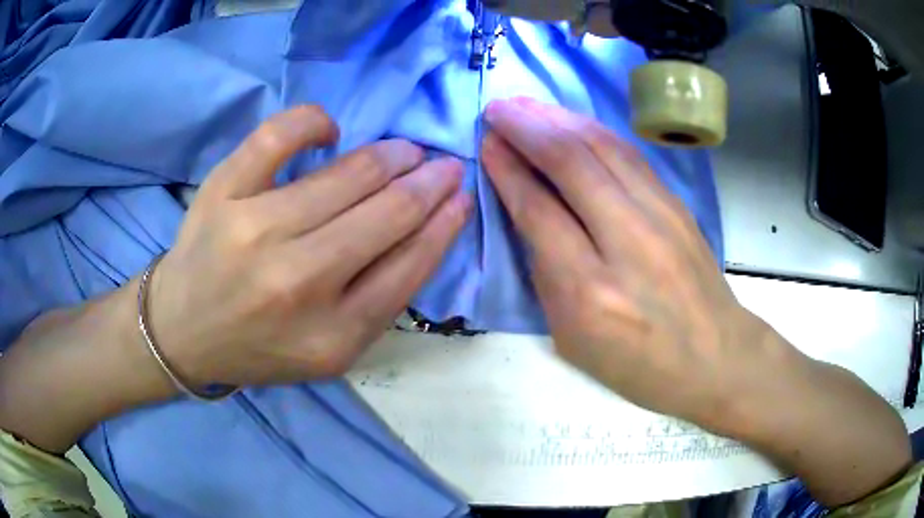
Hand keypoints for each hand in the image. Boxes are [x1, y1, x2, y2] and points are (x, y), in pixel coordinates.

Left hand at [151, 106, 470, 387]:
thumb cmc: (259, 347)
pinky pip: (280, 135)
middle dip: (429, 181)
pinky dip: (314, 122)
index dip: (445, 223)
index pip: (410, 265)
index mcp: (332, 334)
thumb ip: (379, 303)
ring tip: (406, 150)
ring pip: (346, 175)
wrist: (181, 332)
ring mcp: (255, 230)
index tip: (461, 196)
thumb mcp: (329, 351)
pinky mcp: (222, 192)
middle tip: (444, 165)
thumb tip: (425, 230)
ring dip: (391, 156)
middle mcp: (297, 282)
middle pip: (387, 214)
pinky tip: (331, 131)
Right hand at [481, 97, 772, 429]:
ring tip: (526, 104)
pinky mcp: (678, 204)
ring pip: (603, 147)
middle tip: (497, 107)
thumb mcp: (574, 339)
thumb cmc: (640, 365)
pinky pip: (629, 154)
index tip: (486, 143)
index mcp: (590, 292)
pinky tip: (573, 121)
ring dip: (559, 118)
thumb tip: (528, 211)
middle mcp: (627, 242)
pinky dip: (594, 130)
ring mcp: (661, 216)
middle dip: (527, 127)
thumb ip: (547, 274)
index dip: (507, 169)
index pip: (539, 211)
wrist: (716, 358)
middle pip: (572, 163)